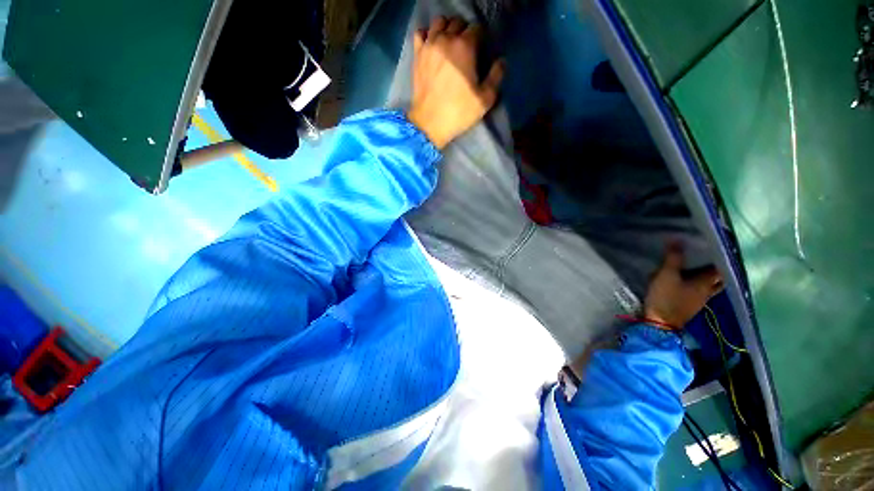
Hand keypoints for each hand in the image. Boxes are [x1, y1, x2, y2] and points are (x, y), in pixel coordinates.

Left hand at [407, 17, 504, 148]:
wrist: (430, 123)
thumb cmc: (459, 112)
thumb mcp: (485, 99)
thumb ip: (496, 76)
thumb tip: (501, 61)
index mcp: (465, 46)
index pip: (477, 28)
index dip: (481, 38)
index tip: (480, 51)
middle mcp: (446, 39)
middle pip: (458, 22)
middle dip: (465, 31)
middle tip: (467, 49)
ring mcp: (429, 45)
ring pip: (439, 22)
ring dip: (447, 28)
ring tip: (449, 44)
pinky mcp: (417, 55)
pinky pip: (420, 33)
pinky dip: (427, 35)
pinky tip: (432, 46)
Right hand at [644, 243, 722, 328]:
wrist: (660, 323)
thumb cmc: (666, 297)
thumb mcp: (666, 275)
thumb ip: (672, 258)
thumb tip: (676, 238)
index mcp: (706, 283)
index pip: (720, 268)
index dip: (720, 258)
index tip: (716, 249)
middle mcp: (707, 291)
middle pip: (718, 279)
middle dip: (716, 269)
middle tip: (708, 258)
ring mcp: (699, 301)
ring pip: (709, 286)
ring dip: (706, 278)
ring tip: (697, 268)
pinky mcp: (690, 306)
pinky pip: (698, 292)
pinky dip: (696, 285)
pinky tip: (686, 282)